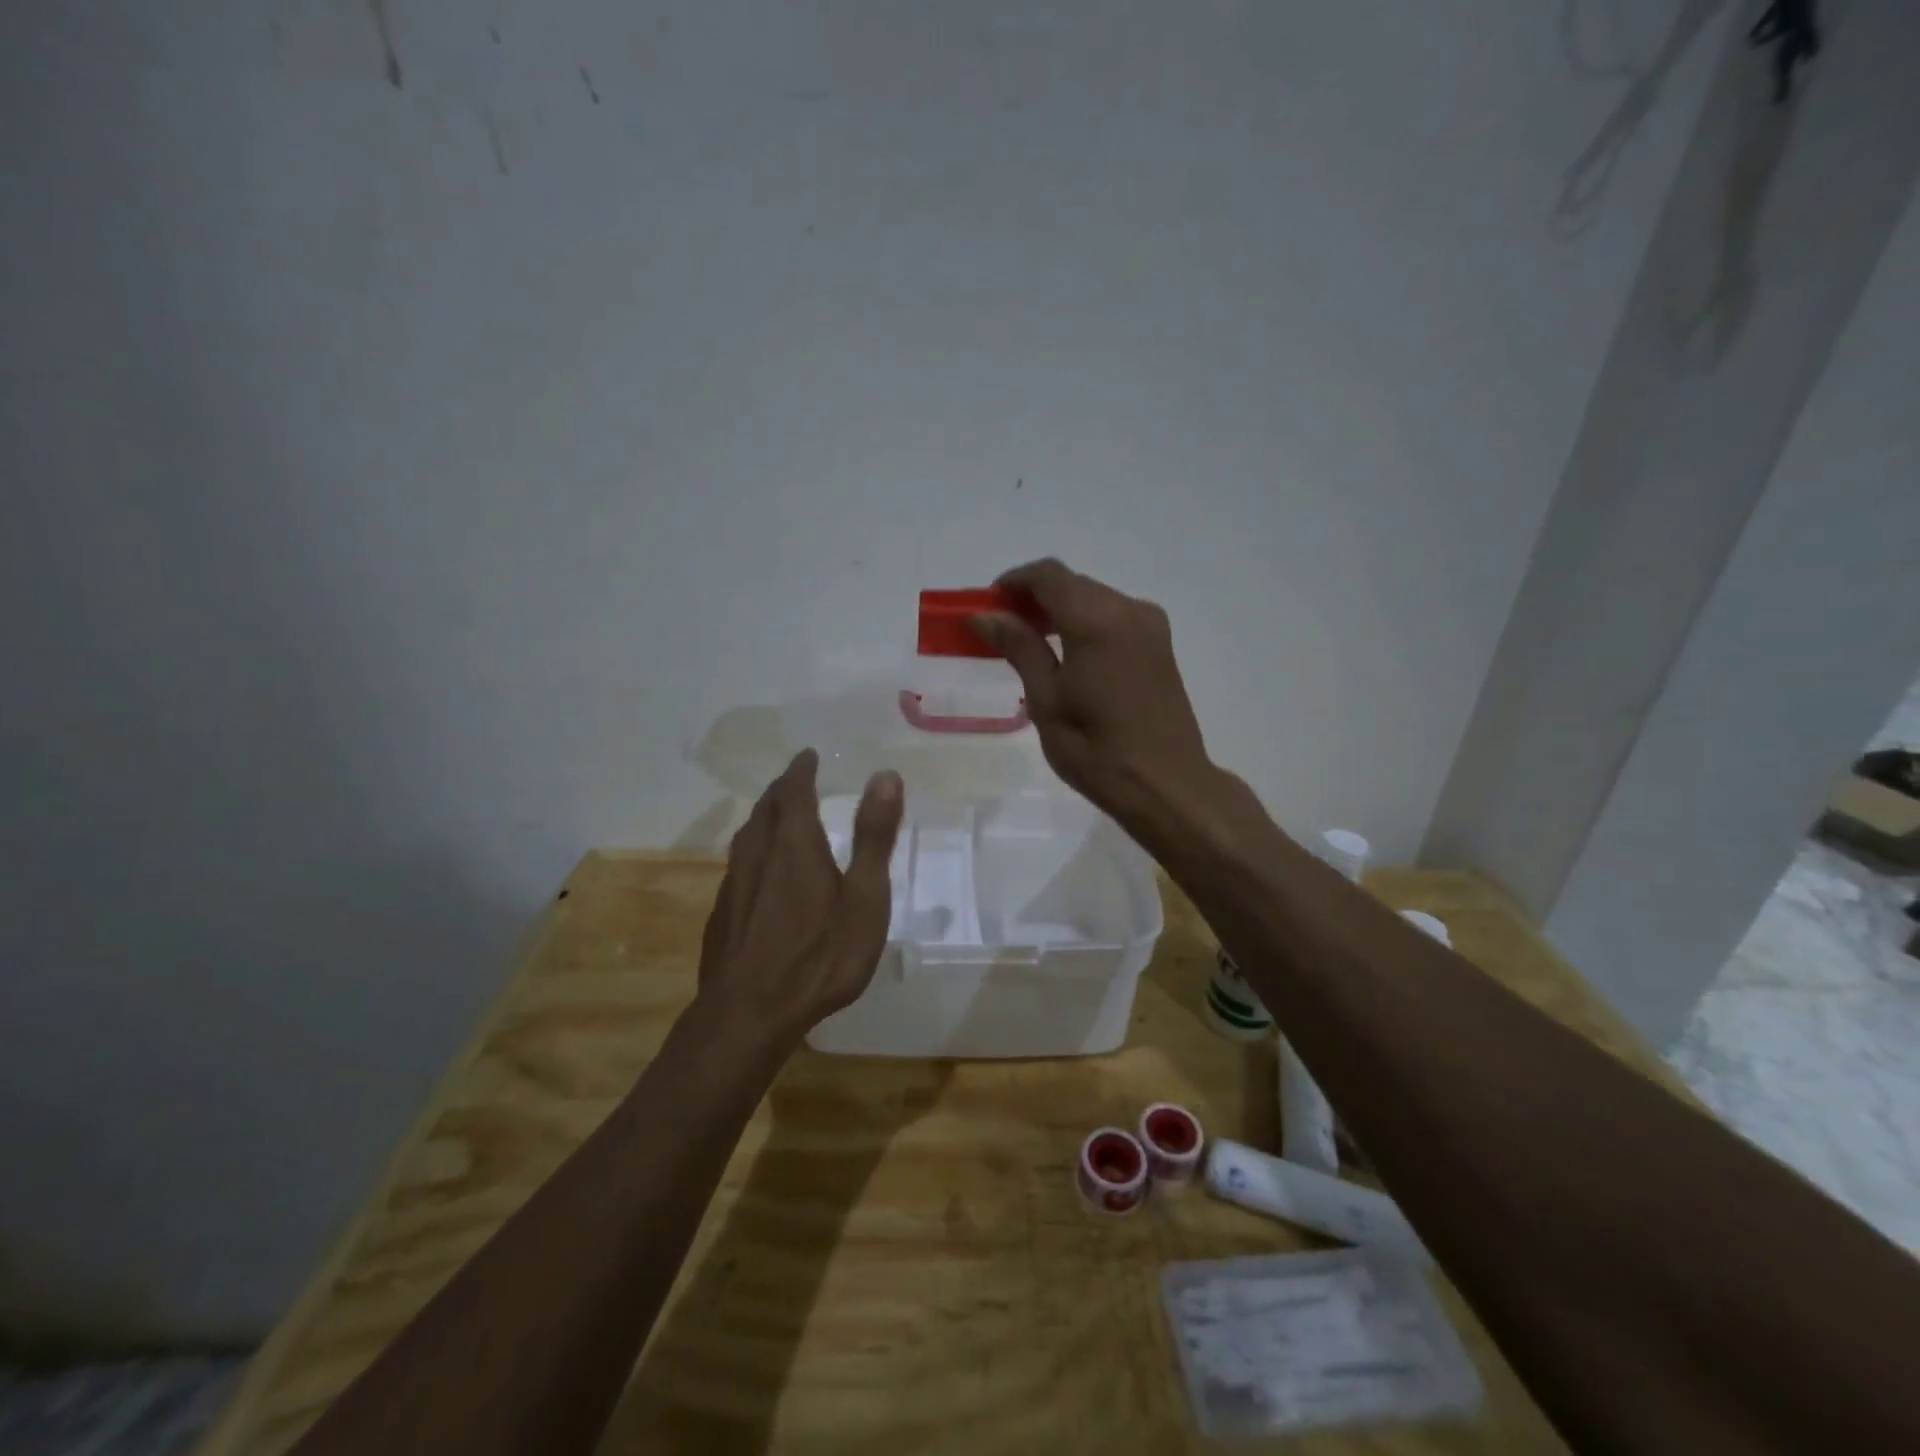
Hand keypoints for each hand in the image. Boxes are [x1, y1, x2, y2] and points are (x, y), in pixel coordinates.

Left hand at [697, 750, 904, 1045]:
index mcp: (794, 844)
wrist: (750, 1014)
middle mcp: (758, 856)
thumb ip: (874, 836)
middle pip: (765, 810)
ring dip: (764, 818)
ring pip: (746, 837)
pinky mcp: (722, 916)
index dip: (801, 770)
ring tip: (777, 817)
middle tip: (796, 781)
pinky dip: (754, 852)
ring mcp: (734, 886)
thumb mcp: (864, 897)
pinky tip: (760, 874)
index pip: (793, 791)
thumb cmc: (819, 955)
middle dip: (782, 790)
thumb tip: (885, 775)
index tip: (808, 756)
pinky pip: (738, 867)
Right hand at [971, 559, 1213, 824]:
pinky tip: (1066, 654)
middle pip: (1072, 583)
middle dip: (1034, 597)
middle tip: (1002, 627)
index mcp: (1097, 620)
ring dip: (1059, 610)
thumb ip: (1019, 648)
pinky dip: (1084, 623)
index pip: (1048, 575)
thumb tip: (986, 615)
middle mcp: (1128, 609)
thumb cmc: (1095, 748)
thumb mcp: (1046, 699)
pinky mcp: (1160, 644)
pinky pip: (1113, 617)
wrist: (1165, 784)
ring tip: (1029, 642)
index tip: (988, 605)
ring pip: (1094, 598)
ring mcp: (1150, 625)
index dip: (1014, 582)